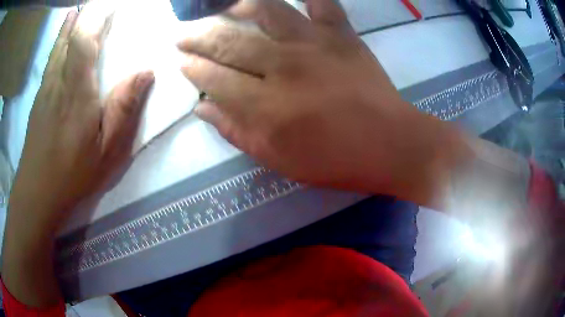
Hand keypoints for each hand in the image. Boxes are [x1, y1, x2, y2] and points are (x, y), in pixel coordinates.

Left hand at [2, 3, 153, 306]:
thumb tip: (145, 73)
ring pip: (59, 45)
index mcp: (78, 92)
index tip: (112, 5)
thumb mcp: (107, 151)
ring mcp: (46, 88)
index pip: (86, 41)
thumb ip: (124, 110)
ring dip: (71, 23)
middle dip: (86, 16)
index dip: (98, 18)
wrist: (37, 192)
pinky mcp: (39, 97)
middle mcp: (59, 81)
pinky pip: (51, 58)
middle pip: (71, 37)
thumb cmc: (73, 173)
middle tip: (99, 4)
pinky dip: (59, 39)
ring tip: (80, 8)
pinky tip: (63, 32)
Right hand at [178, 0, 458, 198]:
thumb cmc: (336, 160)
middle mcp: (283, 66)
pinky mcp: (342, 35)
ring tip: (224, 9)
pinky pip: (321, 3)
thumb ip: (236, 132)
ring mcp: (314, 44)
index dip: (193, 69)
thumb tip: (202, 109)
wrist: (391, 144)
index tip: (181, 62)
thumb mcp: (279, 159)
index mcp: (265, 107)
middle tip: (183, 34)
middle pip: (228, 42)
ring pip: (266, 11)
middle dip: (199, 37)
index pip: (213, 78)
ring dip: (238, 6)